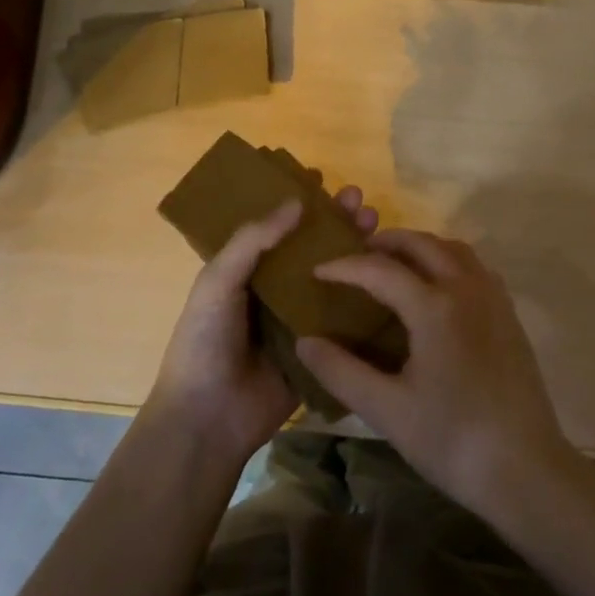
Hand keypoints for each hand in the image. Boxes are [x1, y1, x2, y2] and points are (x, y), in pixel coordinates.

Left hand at [146, 186, 378, 469]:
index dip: (297, 201)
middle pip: (311, 246)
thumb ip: (253, 240)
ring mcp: (299, 318)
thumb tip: (296, 201)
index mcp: (246, 270)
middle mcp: (275, 288)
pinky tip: (389, 274)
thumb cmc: (205, 341)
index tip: (321, 178)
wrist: (210, 417)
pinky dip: (365, 294)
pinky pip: (345, 317)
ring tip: (377, 223)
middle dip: (335, 220)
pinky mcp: (320, 347)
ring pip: (333, 275)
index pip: (276, 226)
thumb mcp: (218, 281)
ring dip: (354, 248)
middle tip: (360, 199)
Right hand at [296, 229, 573, 514]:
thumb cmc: (451, 440)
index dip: (344, 266)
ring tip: (394, 266)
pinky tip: (437, 289)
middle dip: (385, 243)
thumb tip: (304, 341)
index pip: (380, 270)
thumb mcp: (386, 410)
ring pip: (453, 249)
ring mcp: (493, 298)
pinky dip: (448, 261)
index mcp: (434, 306)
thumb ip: (340, 371)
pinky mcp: (509, 315)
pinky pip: (475, 267)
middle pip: (421, 244)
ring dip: (420, 247)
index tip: (316, 270)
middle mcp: (466, 288)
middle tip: (355, 256)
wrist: (525, 469)